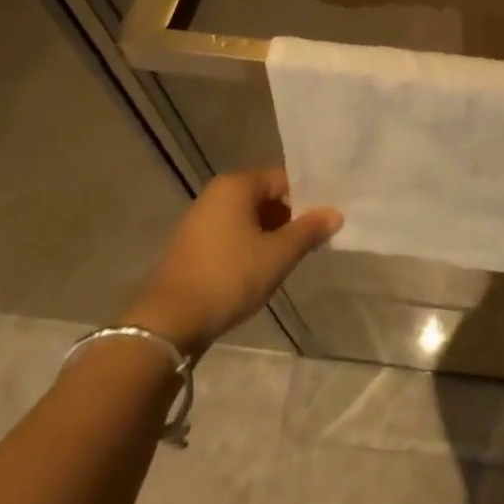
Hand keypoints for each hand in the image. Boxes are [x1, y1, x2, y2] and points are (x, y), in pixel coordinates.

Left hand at [121, 169, 340, 354]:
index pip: (282, 179)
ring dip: (267, 235)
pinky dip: (247, 247)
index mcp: (237, 185)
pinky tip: (256, 272)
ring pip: (247, 218)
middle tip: (307, 243)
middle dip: (287, 218)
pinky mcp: (190, 246)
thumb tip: (335, 213)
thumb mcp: (278, 255)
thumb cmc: (229, 277)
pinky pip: (229, 235)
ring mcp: (200, 220)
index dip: (305, 199)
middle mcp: (217, 193)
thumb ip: (308, 231)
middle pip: (264, 197)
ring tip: (285, 260)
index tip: (321, 222)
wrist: (168, 323)